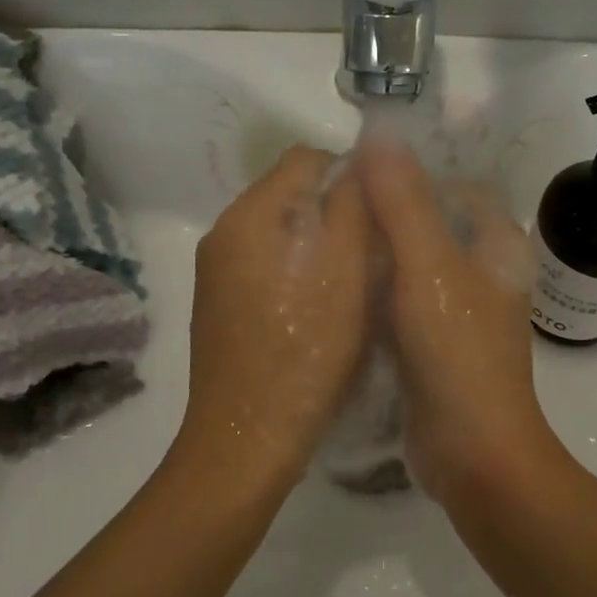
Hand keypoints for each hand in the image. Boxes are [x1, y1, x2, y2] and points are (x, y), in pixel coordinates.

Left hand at [179, 146, 372, 488]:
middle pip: (289, 193)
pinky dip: (294, 269)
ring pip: (278, 230)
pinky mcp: (217, 303)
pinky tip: (317, 307)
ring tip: (350, 280)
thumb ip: (353, 204)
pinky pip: (262, 262)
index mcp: (250, 215)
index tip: (381, 211)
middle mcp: (223, 231)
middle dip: (333, 209)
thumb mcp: (346, 271)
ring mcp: (215, 269)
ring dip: (316, 241)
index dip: (350, 173)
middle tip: (372, 249)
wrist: (248, 438)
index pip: (305, 158)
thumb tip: (361, 158)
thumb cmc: (307, 351)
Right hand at [356, 136, 561, 501]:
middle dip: (389, 214)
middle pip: (433, 224)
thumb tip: (378, 133)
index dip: (416, 175)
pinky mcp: (437, 344)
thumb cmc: (457, 351)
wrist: (473, 453)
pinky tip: (339, 290)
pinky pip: (404, 302)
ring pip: (415, 265)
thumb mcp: (428, 266)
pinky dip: (377, 292)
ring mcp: (461, 312)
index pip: (459, 187)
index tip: (365, 176)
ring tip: (330, 243)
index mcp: (497, 245)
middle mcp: (484, 273)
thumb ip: (403, 201)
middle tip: (336, 210)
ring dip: (379, 254)